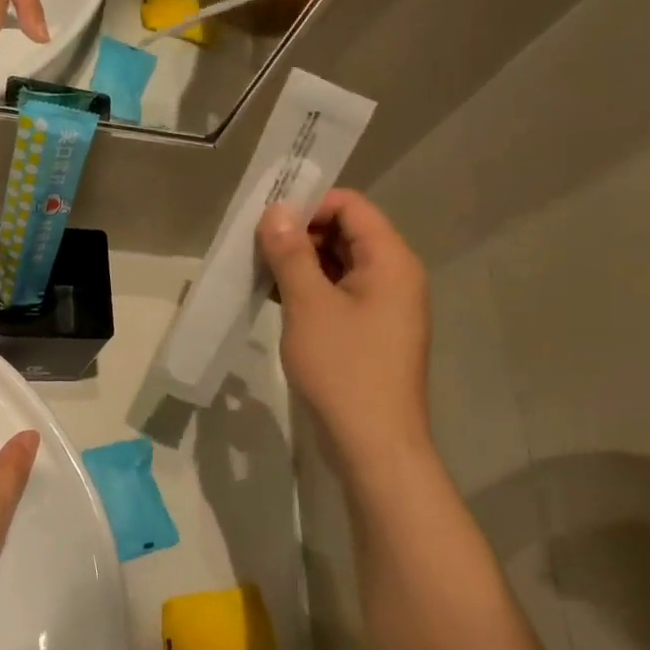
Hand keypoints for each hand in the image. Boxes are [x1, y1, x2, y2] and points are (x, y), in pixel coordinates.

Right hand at [256, 191, 431, 475]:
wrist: (373, 445)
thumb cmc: (343, 368)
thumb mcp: (309, 304)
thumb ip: (291, 253)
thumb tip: (276, 211)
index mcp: (390, 261)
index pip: (351, 207)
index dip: (310, 204)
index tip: (267, 218)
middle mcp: (394, 277)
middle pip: (347, 234)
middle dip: (301, 234)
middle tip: (255, 245)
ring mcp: (384, 308)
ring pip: (340, 266)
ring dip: (301, 264)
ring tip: (258, 270)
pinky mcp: (370, 334)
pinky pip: (339, 295)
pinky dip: (309, 291)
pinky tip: (274, 299)